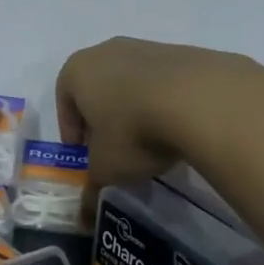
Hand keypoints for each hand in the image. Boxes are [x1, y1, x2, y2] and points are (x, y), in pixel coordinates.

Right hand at [56, 37, 251, 219]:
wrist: (199, 98)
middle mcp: (107, 51)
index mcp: (78, 70)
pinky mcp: (181, 52)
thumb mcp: (107, 169)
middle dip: (103, 118)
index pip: (64, 99)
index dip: (72, 130)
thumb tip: (81, 217)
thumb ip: (91, 189)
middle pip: (97, 87)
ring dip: (134, 108)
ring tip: (150, 141)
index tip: (85, 155)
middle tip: (114, 149)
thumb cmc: (133, 130)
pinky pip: (163, 81)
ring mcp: (146, 47)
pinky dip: (163, 102)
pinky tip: (176, 127)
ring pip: (131, 82)